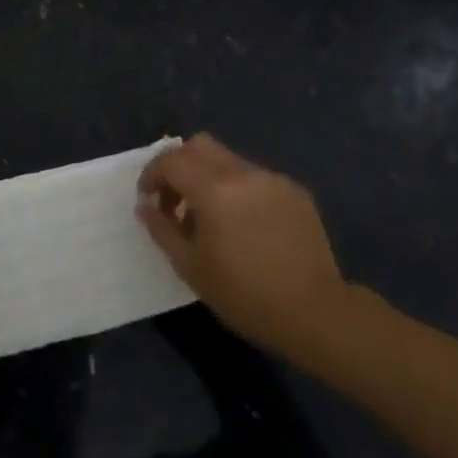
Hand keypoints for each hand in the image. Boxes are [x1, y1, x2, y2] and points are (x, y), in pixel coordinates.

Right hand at [137, 134, 346, 363]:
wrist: (313, 311)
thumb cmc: (242, 293)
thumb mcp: (189, 265)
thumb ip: (161, 228)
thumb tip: (145, 206)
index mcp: (214, 189)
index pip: (171, 160)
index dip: (151, 175)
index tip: (148, 200)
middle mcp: (245, 174)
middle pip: (200, 146)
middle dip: (179, 166)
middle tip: (175, 201)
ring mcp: (274, 180)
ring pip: (230, 161)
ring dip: (210, 179)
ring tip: (211, 220)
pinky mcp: (296, 193)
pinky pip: (257, 179)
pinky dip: (239, 191)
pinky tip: (245, 227)